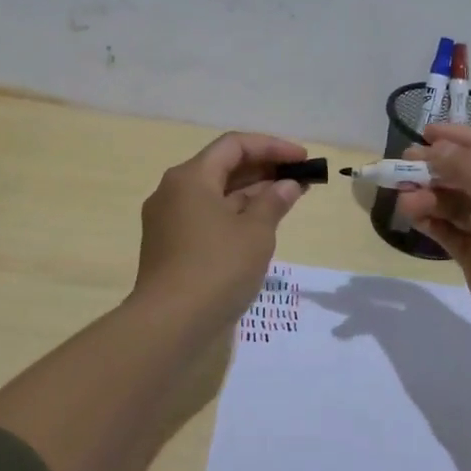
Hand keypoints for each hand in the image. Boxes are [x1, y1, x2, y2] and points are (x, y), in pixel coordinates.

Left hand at [132, 131, 308, 331]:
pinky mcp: (170, 246)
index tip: (302, 159)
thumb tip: (287, 185)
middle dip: (263, 169)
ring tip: (288, 199)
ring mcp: (168, 220)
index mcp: (190, 177)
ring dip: (251, 193)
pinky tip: (260, 225)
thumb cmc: (216, 268)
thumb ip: (273, 202)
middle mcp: (173, 191)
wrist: (168, 325)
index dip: (272, 147)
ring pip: (215, 194)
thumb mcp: (255, 233)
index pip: (235, 145)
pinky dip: (235, 214)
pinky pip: (207, 217)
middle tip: (299, 178)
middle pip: (223, 167)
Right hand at [395, 125, 470, 377]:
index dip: (463, 139)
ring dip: (431, 196)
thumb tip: (436, 147)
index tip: (427, 133)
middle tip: (404, 164)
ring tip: (405, 197)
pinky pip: (451, 232)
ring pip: (458, 205)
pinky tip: (412, 214)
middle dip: (440, 169)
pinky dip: (432, 221)